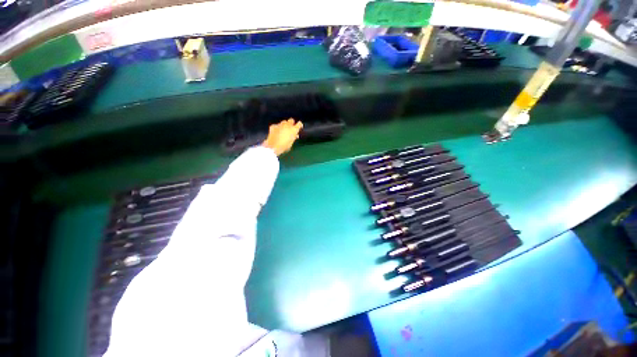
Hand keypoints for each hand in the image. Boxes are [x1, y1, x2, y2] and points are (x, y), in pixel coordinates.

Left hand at [262, 118, 302, 155]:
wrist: (273, 146)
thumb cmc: (284, 146)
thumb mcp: (291, 142)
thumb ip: (294, 137)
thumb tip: (295, 135)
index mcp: (294, 129)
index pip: (299, 124)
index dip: (299, 125)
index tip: (299, 128)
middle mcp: (287, 125)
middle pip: (291, 120)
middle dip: (291, 123)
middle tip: (291, 129)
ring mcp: (280, 124)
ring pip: (284, 122)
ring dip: (284, 125)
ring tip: (283, 131)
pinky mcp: (273, 126)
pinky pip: (277, 125)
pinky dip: (277, 128)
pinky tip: (276, 132)